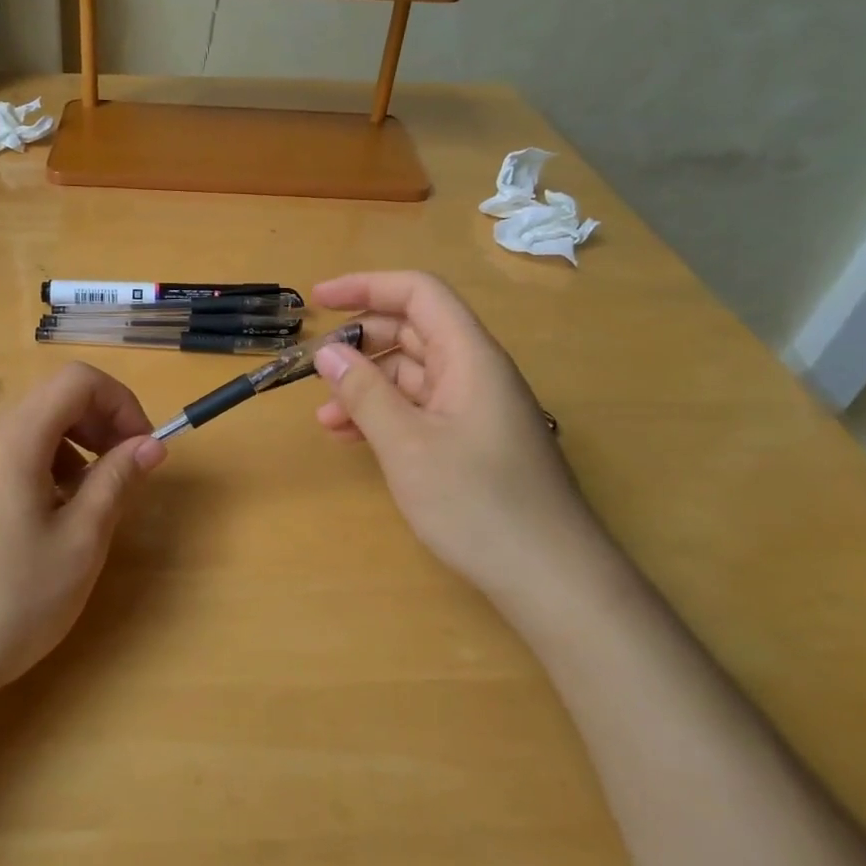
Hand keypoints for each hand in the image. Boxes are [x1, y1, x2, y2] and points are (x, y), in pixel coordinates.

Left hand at [0, 362, 165, 701]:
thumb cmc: (12, 601)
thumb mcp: (80, 541)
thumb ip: (117, 480)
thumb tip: (151, 444)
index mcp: (13, 441)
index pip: (76, 381)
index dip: (120, 401)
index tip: (142, 446)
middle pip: (52, 401)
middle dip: (100, 424)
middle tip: (126, 472)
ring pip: (31, 430)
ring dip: (74, 449)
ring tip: (89, 503)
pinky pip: (8, 458)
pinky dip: (44, 468)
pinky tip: (50, 519)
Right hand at [310, 271, 620, 618]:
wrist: (551, 578)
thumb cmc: (478, 503)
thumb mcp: (407, 446)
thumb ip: (364, 394)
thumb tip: (328, 351)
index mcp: (470, 356)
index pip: (419, 293)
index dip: (367, 286)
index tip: (319, 300)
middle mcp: (475, 372)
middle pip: (413, 331)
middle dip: (360, 343)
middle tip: (314, 367)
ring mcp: (476, 408)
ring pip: (412, 375)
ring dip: (366, 386)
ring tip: (325, 416)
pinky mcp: (472, 441)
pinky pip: (421, 409)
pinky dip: (384, 415)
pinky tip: (352, 438)